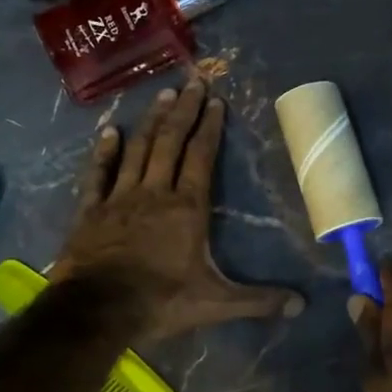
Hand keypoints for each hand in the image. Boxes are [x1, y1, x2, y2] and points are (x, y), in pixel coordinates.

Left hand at [54, 78, 304, 341]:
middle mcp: (154, 192)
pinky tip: (108, 131)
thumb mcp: (216, 303)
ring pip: (137, 150)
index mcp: (187, 208)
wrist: (98, 310)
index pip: (201, 157)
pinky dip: (103, 152)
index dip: (209, 127)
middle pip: (170, 142)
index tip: (215, 100)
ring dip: (151, 121)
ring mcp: (119, 198)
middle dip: (183, 111)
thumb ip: (258, 301)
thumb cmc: (161, 302)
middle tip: (192, 81)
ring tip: (162, 95)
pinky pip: (97, 174)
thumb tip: (302, 305)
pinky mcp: (90, 211)